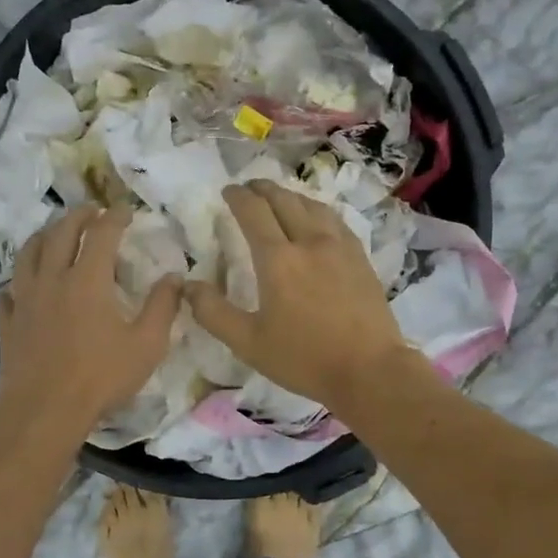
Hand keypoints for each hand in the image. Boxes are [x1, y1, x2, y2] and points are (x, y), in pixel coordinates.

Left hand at [0, 206, 182, 441]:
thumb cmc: (101, 377)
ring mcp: (24, 300)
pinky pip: (7, 293)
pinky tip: (21, 288)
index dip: (115, 216)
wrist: (45, 411)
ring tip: (54, 233)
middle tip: (91, 210)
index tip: (125, 209)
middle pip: (60, 233)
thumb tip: (175, 278)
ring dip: (43, 236)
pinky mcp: (7, 323)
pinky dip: (17, 283)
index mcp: (88, 280)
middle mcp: (52, 279)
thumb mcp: (147, 345)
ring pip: (28, 254)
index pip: (102, 233)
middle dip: (77, 215)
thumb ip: (163, 307)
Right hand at [186, 181, 410, 410]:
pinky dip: (317, 210)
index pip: (253, 212)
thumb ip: (213, 313)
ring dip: (291, 195)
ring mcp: (340, 247)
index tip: (227, 191)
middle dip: (263, 189)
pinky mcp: (361, 258)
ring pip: (313, 206)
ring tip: (280, 197)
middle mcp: (309, 242)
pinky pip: (335, 220)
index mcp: (278, 259)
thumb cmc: (304, 358)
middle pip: (284, 200)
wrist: (370, 370)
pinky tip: (318, 220)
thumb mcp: (248, 343)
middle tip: (249, 187)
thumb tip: (187, 286)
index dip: (238, 197)